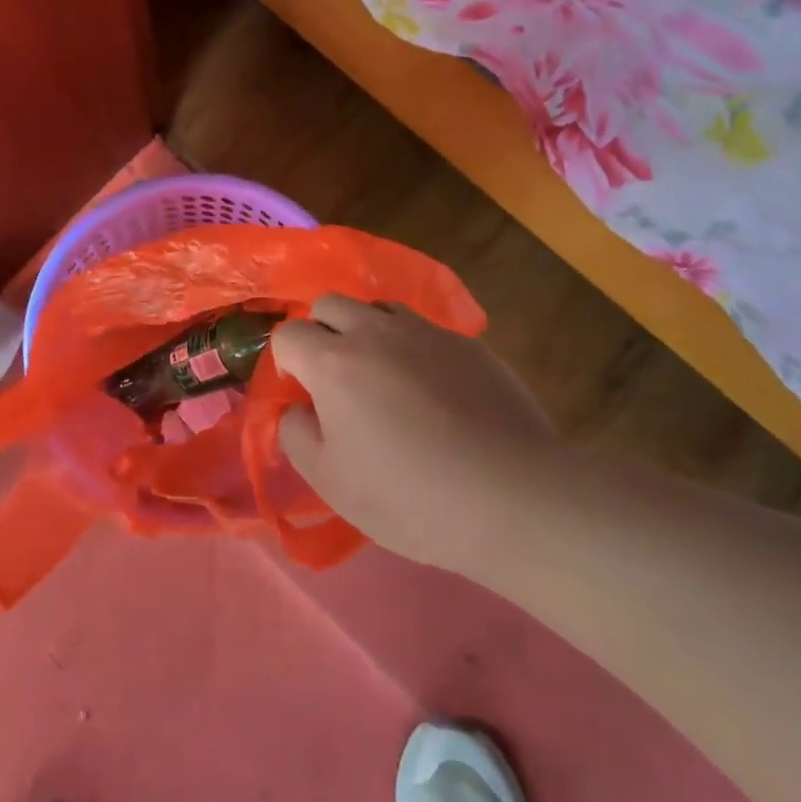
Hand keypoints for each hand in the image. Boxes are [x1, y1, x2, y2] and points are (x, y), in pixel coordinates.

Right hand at [271, 296, 563, 572]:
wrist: (513, 498)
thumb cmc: (409, 497)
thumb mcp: (329, 481)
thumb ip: (296, 434)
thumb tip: (298, 409)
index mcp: (334, 363)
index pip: (288, 334)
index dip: (286, 362)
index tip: (303, 395)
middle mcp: (376, 332)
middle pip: (330, 304)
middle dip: (321, 332)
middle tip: (336, 378)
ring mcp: (427, 333)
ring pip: (379, 308)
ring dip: (367, 331)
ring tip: (382, 376)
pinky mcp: (469, 344)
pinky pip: (425, 330)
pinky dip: (413, 349)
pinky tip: (433, 392)